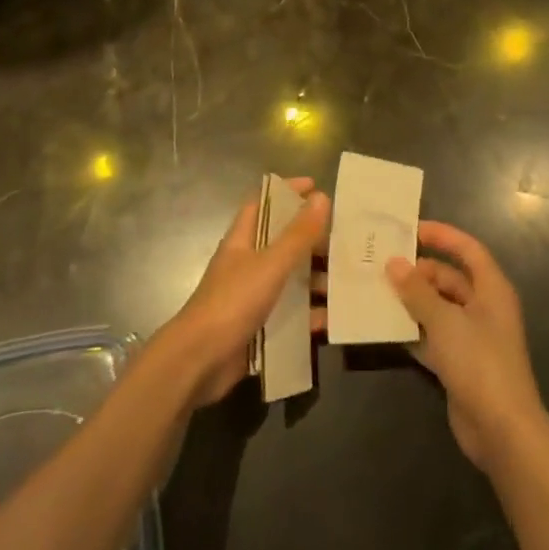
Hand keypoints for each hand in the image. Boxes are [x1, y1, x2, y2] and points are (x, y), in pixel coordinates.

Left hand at [155, 179, 329, 407]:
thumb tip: (321, 196)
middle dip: (312, 240)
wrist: (199, 362)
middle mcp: (247, 264)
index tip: (317, 186)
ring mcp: (252, 297)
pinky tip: (334, 319)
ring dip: (315, 280)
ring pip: (290, 280)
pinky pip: (291, 316)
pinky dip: (310, 316)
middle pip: (282, 243)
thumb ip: (297, 234)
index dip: (286, 192)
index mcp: (242, 240)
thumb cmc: (232, 302)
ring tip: (349, 282)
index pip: (263, 204)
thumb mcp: (270, 265)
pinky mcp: (259, 327)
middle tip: (346, 241)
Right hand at [386, 222, 548, 473]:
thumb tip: (393, 264)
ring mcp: (471, 337)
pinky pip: (432, 336)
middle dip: (418, 272)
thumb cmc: (479, 362)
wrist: (502, 431)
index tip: (410, 229)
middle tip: (381, 265)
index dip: (442, 236)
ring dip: (411, 301)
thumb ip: (417, 292)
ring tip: (375, 290)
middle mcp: (483, 308)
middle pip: (449, 278)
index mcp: (491, 289)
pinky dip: (412, 330)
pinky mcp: (459, 363)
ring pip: (437, 308)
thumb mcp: (445, 321)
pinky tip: (384, 326)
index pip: (468, 250)